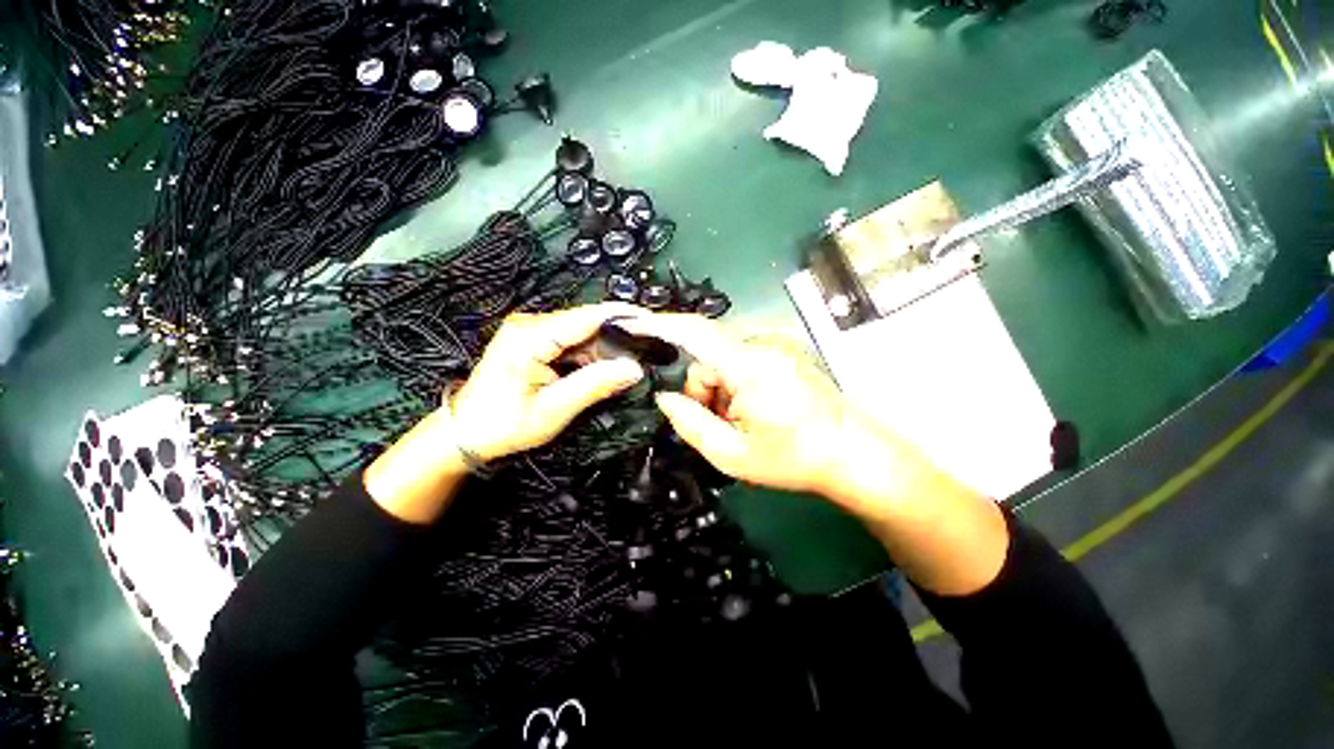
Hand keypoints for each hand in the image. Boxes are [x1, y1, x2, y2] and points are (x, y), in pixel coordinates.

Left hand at [449, 303, 647, 461]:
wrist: (464, 432)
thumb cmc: (503, 425)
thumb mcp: (553, 409)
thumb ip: (594, 385)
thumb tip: (634, 369)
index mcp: (531, 336)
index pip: (587, 318)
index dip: (622, 317)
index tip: (653, 322)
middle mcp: (532, 325)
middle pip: (587, 325)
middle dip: (619, 338)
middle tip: (648, 352)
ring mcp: (533, 332)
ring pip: (583, 335)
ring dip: (607, 350)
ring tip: (633, 364)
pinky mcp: (535, 342)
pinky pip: (572, 344)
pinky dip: (592, 357)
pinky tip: (608, 369)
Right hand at [621, 314, 1008, 595]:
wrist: (854, 454)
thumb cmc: (795, 459)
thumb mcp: (733, 455)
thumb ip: (691, 424)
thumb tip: (665, 397)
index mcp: (751, 367)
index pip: (695, 332)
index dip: (660, 324)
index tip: (632, 324)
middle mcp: (764, 345)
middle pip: (707, 354)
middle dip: (701, 387)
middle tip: (717, 422)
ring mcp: (777, 346)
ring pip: (724, 359)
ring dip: (719, 388)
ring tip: (740, 421)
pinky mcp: (784, 352)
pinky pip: (742, 360)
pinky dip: (735, 383)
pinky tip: (754, 408)